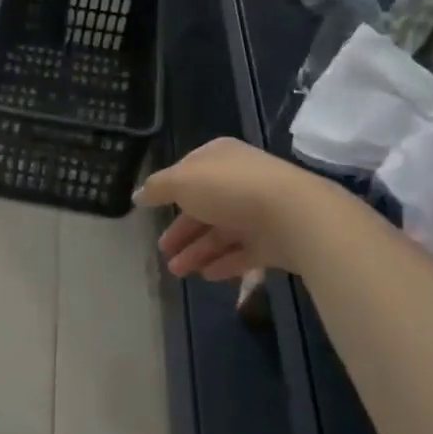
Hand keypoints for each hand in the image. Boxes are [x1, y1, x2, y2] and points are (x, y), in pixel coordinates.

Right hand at [135, 138, 347, 285]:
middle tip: (163, 251)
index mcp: (220, 158)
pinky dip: (223, 263)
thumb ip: (157, 188)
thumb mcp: (181, 181)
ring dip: (197, 251)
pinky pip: (243, 253)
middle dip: (182, 230)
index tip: (154, 211)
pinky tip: (205, 275)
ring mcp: (260, 211)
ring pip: (221, 233)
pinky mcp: (275, 240)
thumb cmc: (230, 189)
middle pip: (204, 207)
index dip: (170, 191)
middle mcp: (241, 180)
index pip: (189, 172)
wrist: (295, 216)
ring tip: (177, 272)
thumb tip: (138, 196)